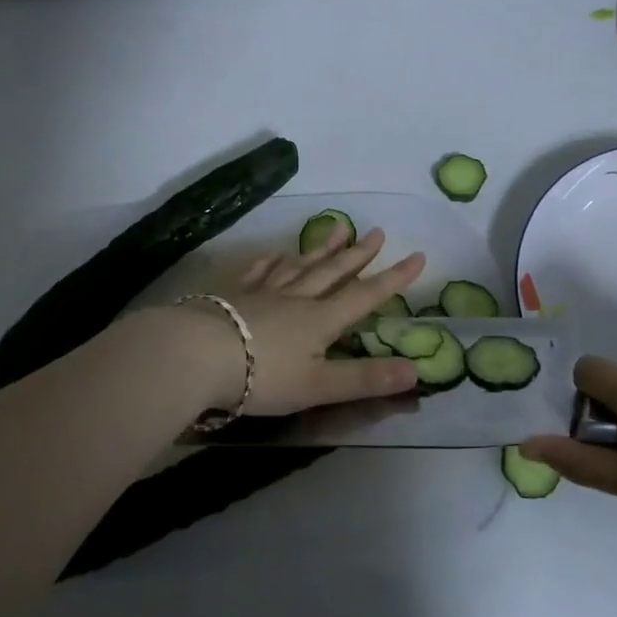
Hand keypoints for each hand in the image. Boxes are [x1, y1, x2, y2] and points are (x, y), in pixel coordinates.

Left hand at [176, 225, 425, 416]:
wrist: (199, 354)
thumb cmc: (262, 375)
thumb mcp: (319, 387)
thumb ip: (365, 379)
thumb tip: (417, 371)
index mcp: (320, 320)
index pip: (365, 295)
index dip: (393, 278)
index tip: (417, 256)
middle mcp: (296, 298)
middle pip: (332, 272)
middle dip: (358, 254)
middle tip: (377, 232)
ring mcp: (263, 292)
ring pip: (299, 265)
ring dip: (321, 249)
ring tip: (338, 229)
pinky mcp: (233, 294)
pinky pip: (259, 271)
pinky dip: (271, 261)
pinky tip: (276, 253)